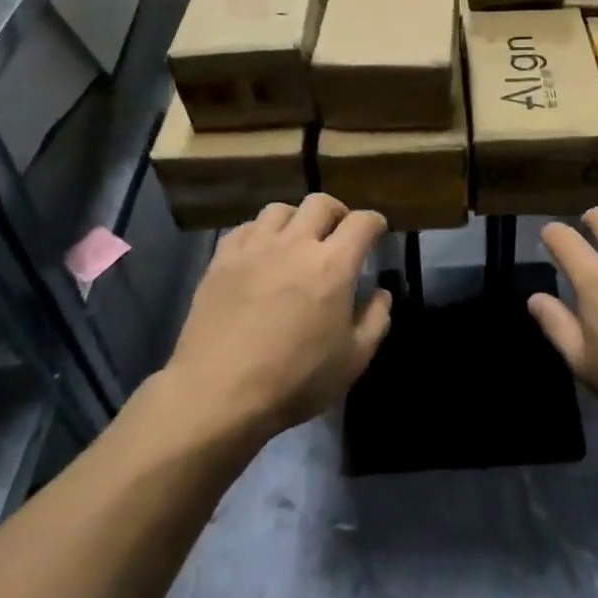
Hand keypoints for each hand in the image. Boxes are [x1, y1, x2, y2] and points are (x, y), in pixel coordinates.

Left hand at [159, 195, 390, 439]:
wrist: (217, 394)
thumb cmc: (294, 380)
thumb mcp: (352, 361)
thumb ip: (375, 320)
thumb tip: (380, 293)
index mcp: (333, 265)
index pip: (362, 222)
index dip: (374, 222)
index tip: (377, 231)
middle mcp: (295, 244)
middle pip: (321, 203)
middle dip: (337, 212)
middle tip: (338, 232)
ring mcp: (254, 248)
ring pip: (280, 209)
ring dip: (296, 219)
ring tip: (297, 239)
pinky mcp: (222, 260)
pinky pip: (245, 228)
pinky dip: (260, 233)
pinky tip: (260, 252)